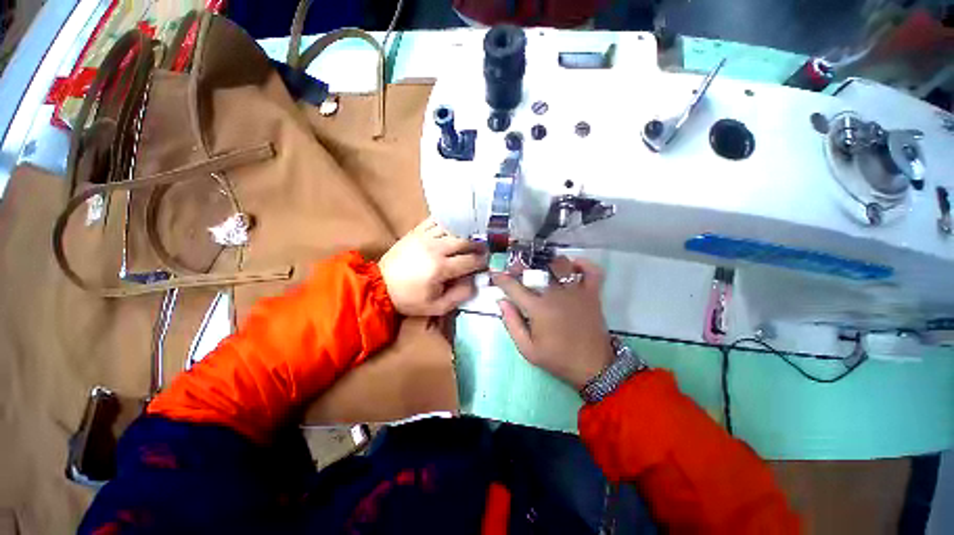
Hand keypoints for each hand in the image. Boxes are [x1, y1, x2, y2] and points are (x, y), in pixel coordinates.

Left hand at [379, 219, 487, 315]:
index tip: (487, 262)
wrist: (379, 286)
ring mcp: (424, 237)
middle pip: (464, 241)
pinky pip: (435, 221)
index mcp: (440, 268)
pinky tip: (453, 227)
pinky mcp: (415, 232)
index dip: (482, 261)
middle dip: (477, 245)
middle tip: (483, 249)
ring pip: (452, 228)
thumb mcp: (437, 307)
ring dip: (464, 233)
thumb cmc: (410, 299)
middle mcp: (435, 248)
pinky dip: (447, 223)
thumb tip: (474, 281)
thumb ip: (459, 295)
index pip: (470, 260)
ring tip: (471, 238)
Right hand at [492, 256, 614, 389]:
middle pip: (536, 270)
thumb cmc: (557, 358)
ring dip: (549, 262)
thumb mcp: (527, 349)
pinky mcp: (592, 294)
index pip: (514, 287)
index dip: (501, 278)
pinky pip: (591, 270)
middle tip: (516, 268)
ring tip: (542, 267)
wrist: (593, 367)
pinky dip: (582, 264)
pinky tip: (572, 266)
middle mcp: (556, 294)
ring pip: (561, 265)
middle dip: (522, 266)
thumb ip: (512, 324)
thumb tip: (502, 301)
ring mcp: (576, 291)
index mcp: (538, 308)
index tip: (495, 274)